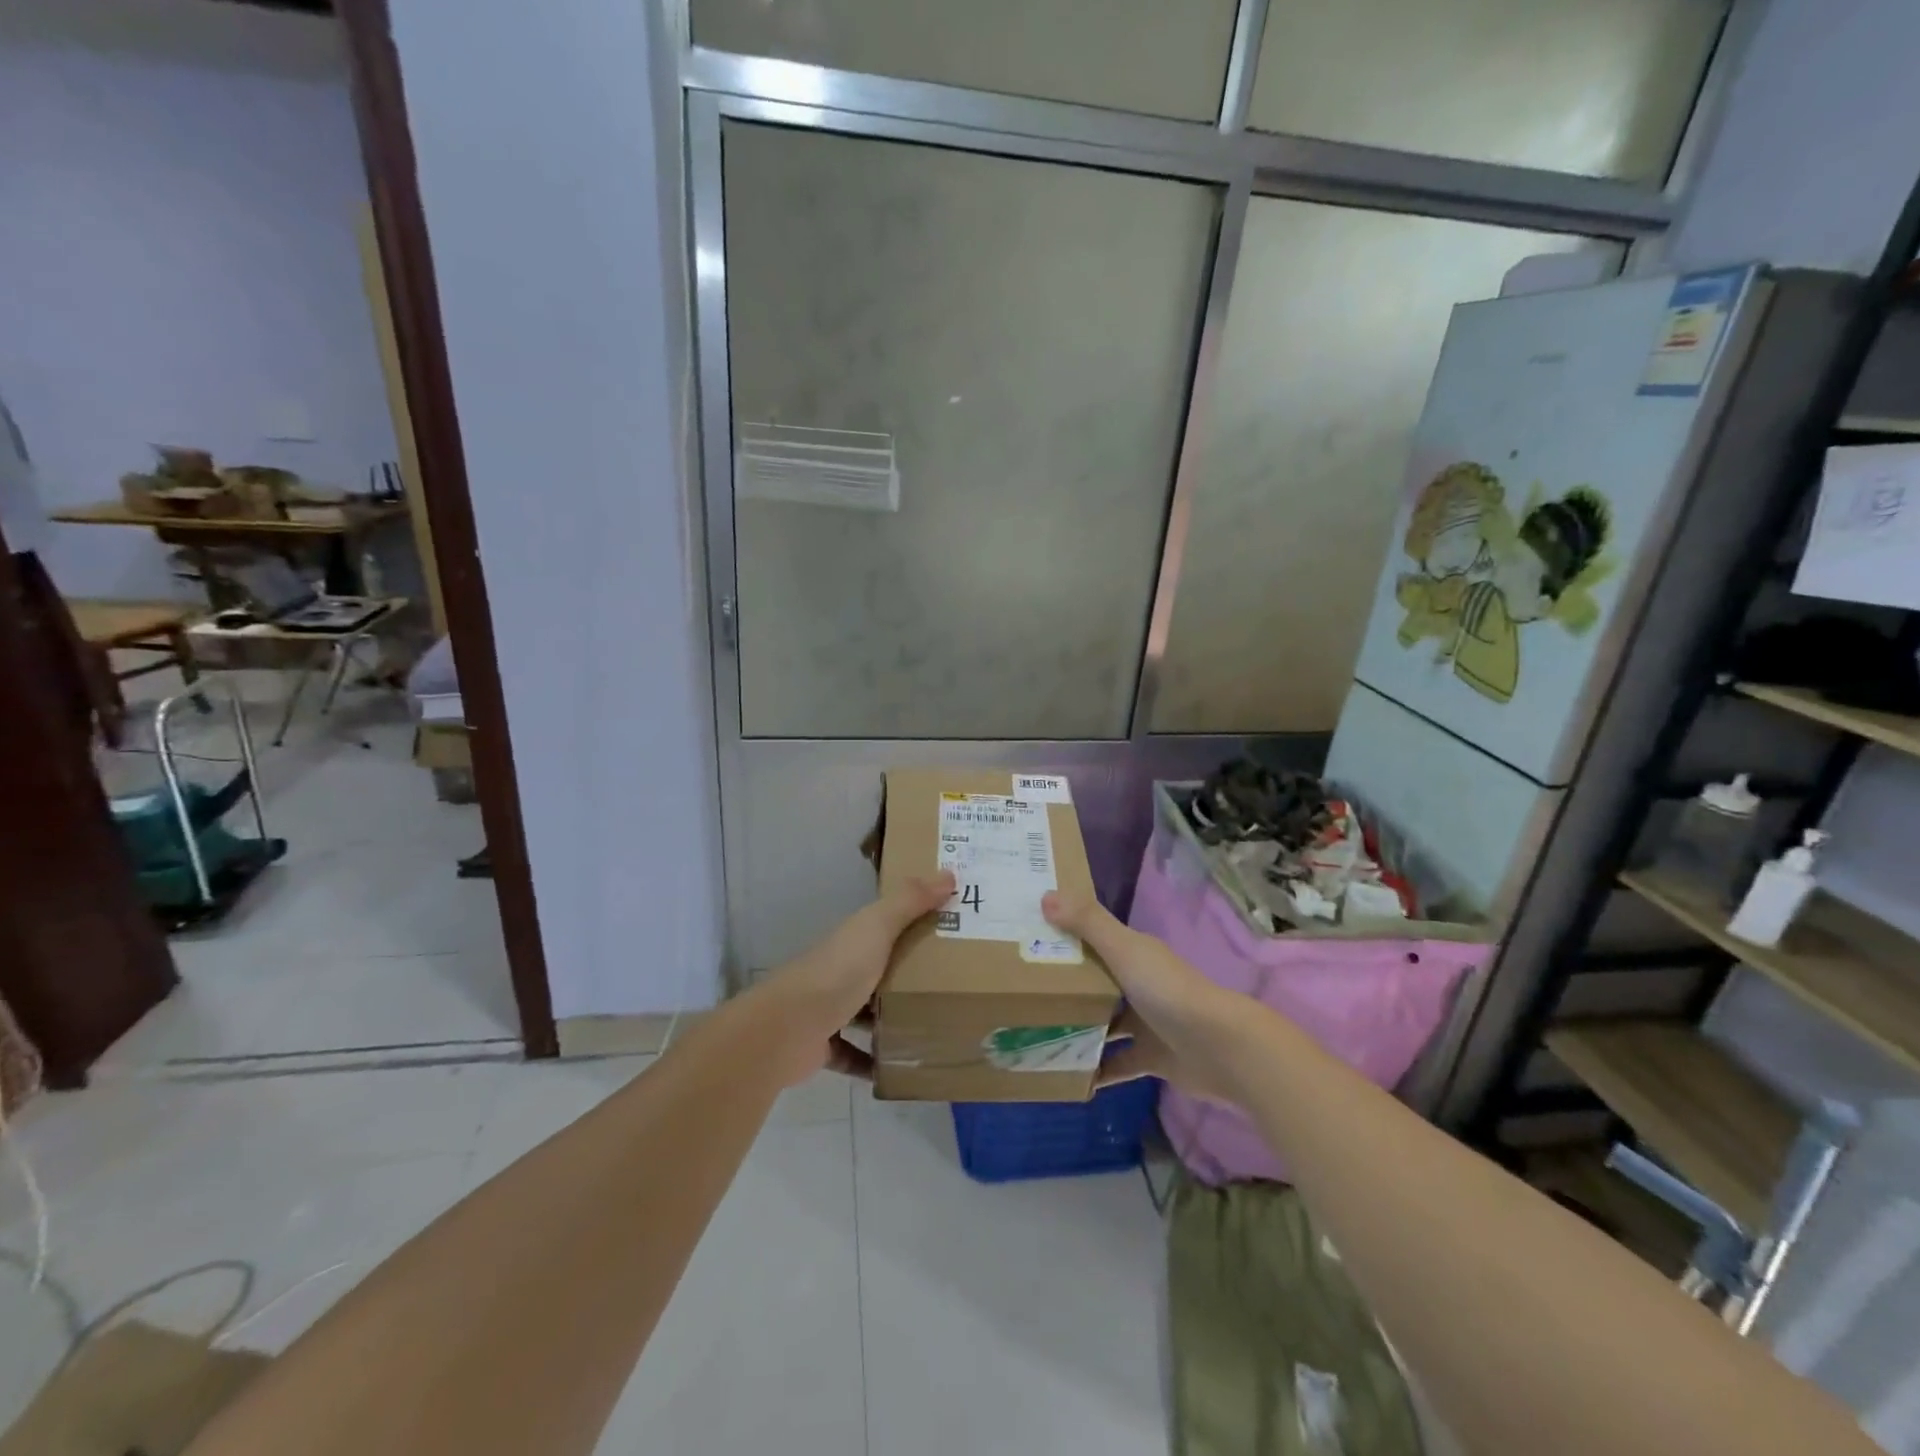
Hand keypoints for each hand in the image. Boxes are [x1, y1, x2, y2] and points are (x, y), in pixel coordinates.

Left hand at [763, 871, 954, 1083]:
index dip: (913, 921)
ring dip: (891, 1019)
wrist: (787, 1029)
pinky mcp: (823, 1046)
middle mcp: (839, 969)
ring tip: (932, 1026)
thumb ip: (909, 901)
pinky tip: (900, 1068)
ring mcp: (828, 1009)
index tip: (949, 927)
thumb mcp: (877, 928)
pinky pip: (853, 1054)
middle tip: (952, 983)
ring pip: (865, 1012)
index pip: (885, 924)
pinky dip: (872, 1061)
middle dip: (908, 974)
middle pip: (878, 968)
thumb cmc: (837, 971)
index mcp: (852, 939)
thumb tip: (949, 873)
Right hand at [1041, 891, 1240, 1103]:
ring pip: (1105, 1023)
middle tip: (1021, 993)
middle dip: (1065, 987)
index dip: (1064, 938)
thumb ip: (1087, 923)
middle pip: (1096, 983)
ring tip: (1036, 1035)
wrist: (1221, 1048)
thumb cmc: (1168, 991)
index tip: (1027, 941)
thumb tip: (1045, 896)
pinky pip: (1117, 1063)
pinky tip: (1068, 1076)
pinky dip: (1097, 1070)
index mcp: (1134, 954)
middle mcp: (1140, 984)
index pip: (1093, 940)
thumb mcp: (1124, 950)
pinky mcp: (1152, 1058)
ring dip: (1078, 1029)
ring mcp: (1147, 1023)